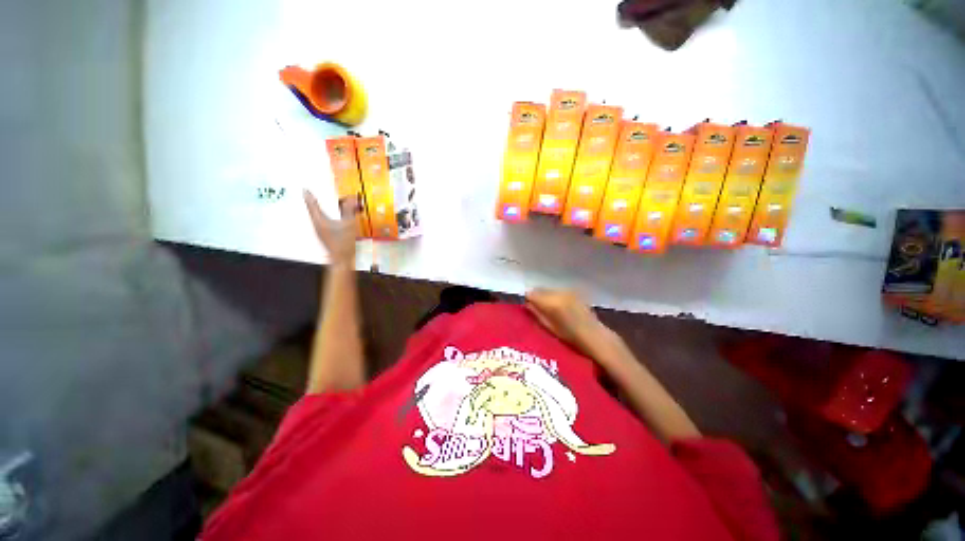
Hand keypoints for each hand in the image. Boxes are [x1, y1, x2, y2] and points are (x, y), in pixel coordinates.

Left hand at [303, 190, 356, 266]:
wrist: (343, 260)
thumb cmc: (344, 243)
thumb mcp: (349, 223)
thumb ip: (349, 210)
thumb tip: (351, 199)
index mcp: (319, 220)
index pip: (312, 205)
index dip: (310, 196)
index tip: (305, 189)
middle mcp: (317, 225)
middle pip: (316, 210)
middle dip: (320, 202)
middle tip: (324, 196)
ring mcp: (321, 232)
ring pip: (322, 217)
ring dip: (327, 211)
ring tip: (335, 206)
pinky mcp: (326, 236)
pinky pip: (327, 223)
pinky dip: (331, 218)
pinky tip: (340, 219)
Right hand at [525, 289, 609, 353]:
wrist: (595, 336)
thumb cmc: (570, 337)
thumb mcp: (549, 328)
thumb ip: (537, 314)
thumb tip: (527, 304)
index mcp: (552, 303)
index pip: (532, 294)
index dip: (528, 299)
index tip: (528, 306)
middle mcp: (559, 293)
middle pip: (540, 289)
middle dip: (536, 296)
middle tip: (534, 307)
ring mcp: (567, 291)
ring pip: (549, 289)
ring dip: (545, 296)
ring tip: (547, 307)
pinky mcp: (574, 292)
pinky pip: (558, 291)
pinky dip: (554, 296)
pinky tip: (558, 306)